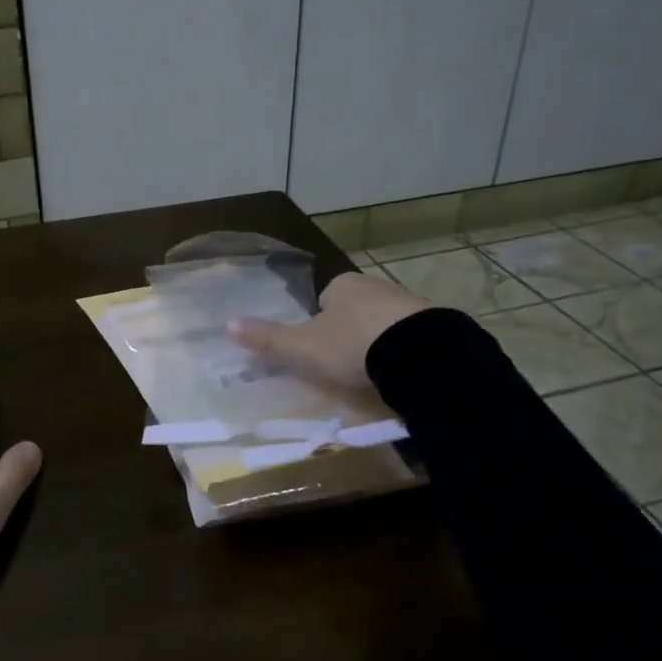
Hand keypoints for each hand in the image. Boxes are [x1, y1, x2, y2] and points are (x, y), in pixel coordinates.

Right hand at [228, 271, 427, 389]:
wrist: (417, 354)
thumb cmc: (350, 344)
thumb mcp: (302, 347)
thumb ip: (267, 338)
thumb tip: (227, 323)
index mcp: (341, 285)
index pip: (324, 300)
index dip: (318, 325)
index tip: (320, 352)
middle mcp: (374, 286)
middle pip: (354, 311)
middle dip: (349, 334)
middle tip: (344, 367)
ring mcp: (407, 304)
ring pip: (383, 324)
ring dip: (377, 344)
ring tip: (372, 375)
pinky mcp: (434, 325)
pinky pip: (409, 339)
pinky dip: (402, 354)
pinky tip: (399, 374)